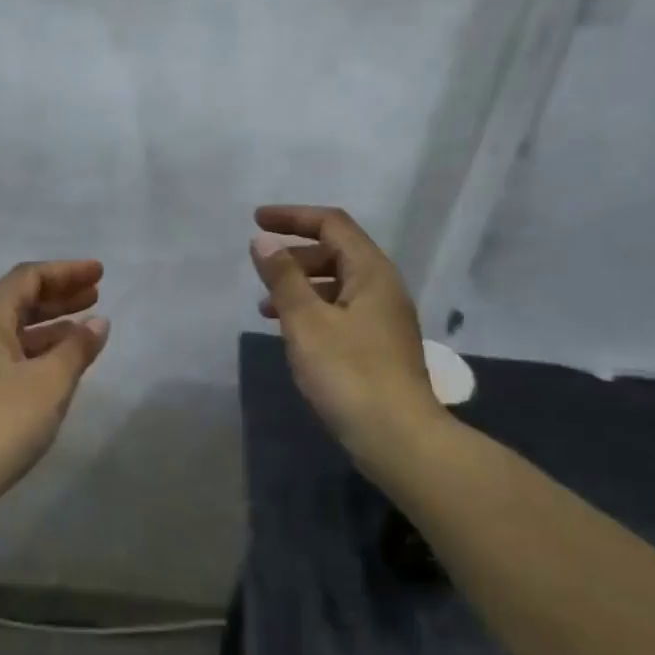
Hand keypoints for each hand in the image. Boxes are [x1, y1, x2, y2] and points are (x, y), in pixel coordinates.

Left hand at [0, 260, 110, 513]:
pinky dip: (33, 354)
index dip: (65, 271)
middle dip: (58, 297)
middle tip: (96, 296)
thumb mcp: (49, 383)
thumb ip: (76, 349)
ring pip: (10, 334)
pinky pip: (4, 359)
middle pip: (16, 302)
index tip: (99, 273)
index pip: (27, 278)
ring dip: (48, 328)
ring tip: (83, 333)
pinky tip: (53, 371)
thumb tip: (97, 322)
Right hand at [250, 206, 441, 462]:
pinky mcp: (378, 347)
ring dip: (301, 286)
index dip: (294, 216)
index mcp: (371, 272)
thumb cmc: (349, 373)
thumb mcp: (307, 322)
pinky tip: (293, 335)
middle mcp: (383, 288)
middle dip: (296, 254)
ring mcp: (384, 319)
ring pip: (338, 285)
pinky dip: (313, 311)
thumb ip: (283, 278)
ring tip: (266, 308)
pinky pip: (341, 312)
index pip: (333, 224)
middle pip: (338, 252)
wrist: (398, 438)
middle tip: (262, 268)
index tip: (256, 220)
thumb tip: (263, 241)